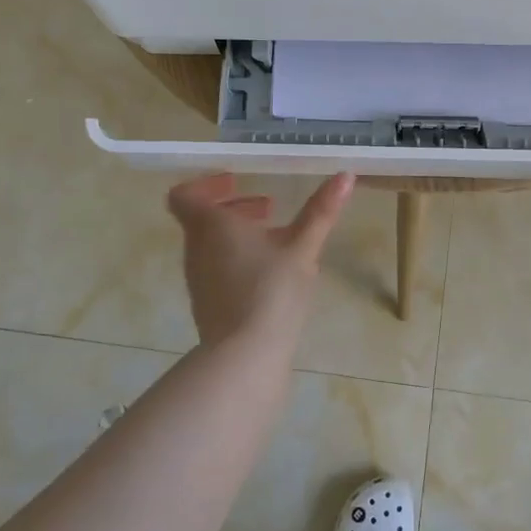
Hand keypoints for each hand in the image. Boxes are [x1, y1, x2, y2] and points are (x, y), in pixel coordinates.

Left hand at [167, 172, 355, 347]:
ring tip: (276, 240)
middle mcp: (196, 250)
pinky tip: (270, 275)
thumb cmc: (271, 291)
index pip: (184, 196)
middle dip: (234, 208)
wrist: (245, 355)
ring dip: (239, 235)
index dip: (206, 184)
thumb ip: (321, 211)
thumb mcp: (302, 247)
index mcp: (210, 227)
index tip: (238, 182)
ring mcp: (199, 280)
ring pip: (211, 245)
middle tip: (267, 207)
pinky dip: (238, 260)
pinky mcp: (208, 304)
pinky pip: (217, 269)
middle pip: (201, 219)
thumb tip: (345, 175)